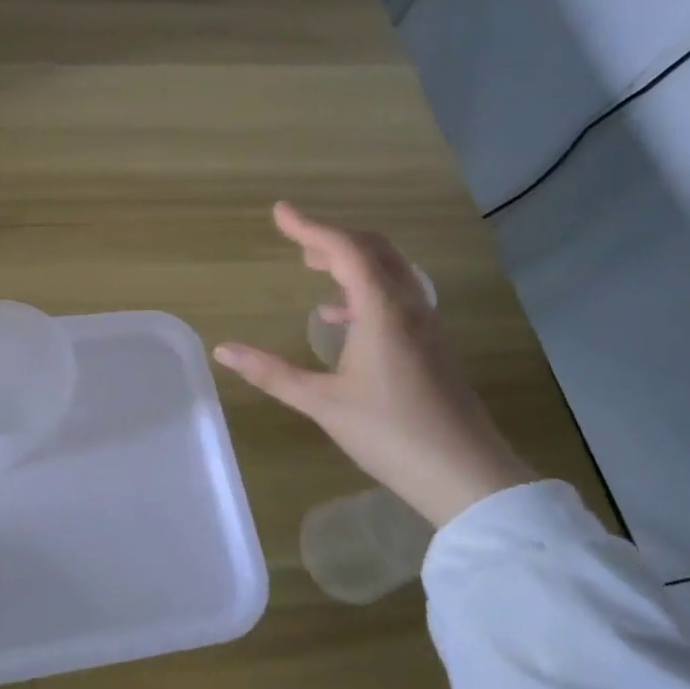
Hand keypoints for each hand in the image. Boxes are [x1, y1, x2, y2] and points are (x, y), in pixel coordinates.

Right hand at [212, 203, 535, 527]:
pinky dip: (366, 290)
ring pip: (390, 272)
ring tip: (316, 269)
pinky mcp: (432, 346)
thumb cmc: (390, 434)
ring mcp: (426, 326)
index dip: (309, 227)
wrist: (467, 476)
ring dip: (352, 262)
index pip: (345, 250)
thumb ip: (271, 373)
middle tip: (297, 242)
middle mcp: (409, 307)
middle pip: (374, 251)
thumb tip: (223, 350)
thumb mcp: (322, 403)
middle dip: (333, 239)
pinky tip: (343, 320)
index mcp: (382, 311)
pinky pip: (398, 296)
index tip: (279, 212)